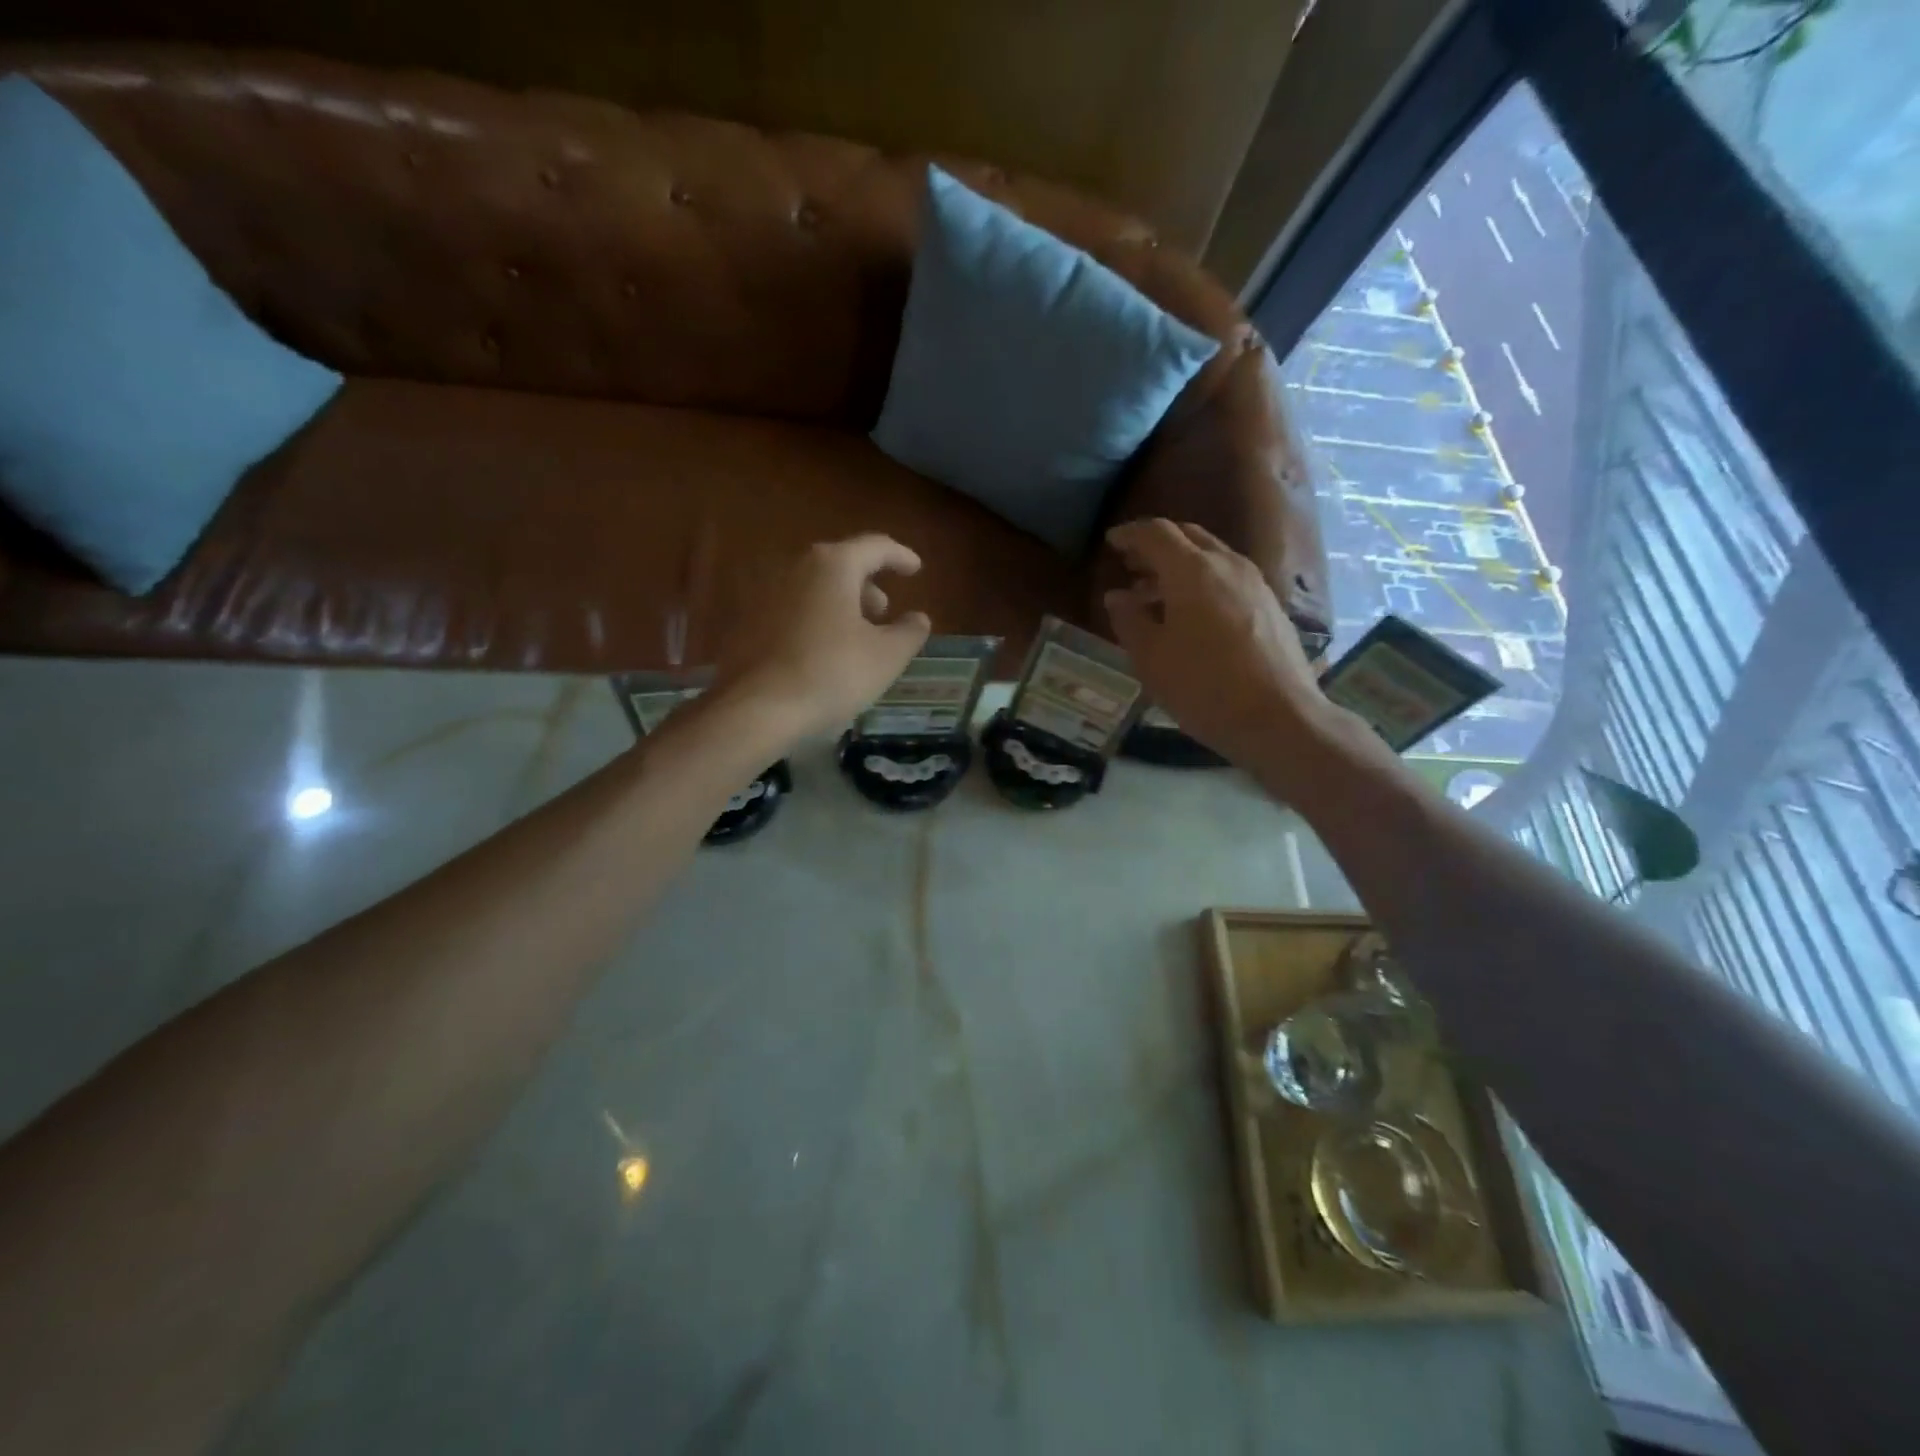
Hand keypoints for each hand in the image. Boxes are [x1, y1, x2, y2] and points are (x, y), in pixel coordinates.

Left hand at [713, 534, 931, 741]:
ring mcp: (766, 593)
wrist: (757, 709)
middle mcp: (795, 567)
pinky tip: (823, 650)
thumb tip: (917, 618)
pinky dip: (814, 619)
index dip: (900, 557)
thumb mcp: (887, 656)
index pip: (875, 547)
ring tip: (856, 634)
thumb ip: (909, 631)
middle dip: (866, 585)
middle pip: (840, 565)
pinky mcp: (748, 622)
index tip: (916, 569)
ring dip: (839, 603)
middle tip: (884, 611)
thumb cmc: (832, 674)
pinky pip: (792, 609)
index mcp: (833, 565)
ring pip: (813, 587)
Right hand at [1104, 519, 1357, 775]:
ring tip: (1155, 593)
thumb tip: (1117, 596)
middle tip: (1131, 564)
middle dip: (1156, 545)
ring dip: (1180, 564)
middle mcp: (1227, 564)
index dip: (1130, 534)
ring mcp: (1254, 583)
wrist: (1279, 718)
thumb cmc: (1203, 687)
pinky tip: (1191, 613)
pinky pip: (1228, 577)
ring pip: (1211, 556)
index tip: (1111, 543)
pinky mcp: (1270, 605)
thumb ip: (1129, 620)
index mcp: (1192, 571)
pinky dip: (1203, 581)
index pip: (1156, 533)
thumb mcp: (1151, 658)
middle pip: (1188, 536)